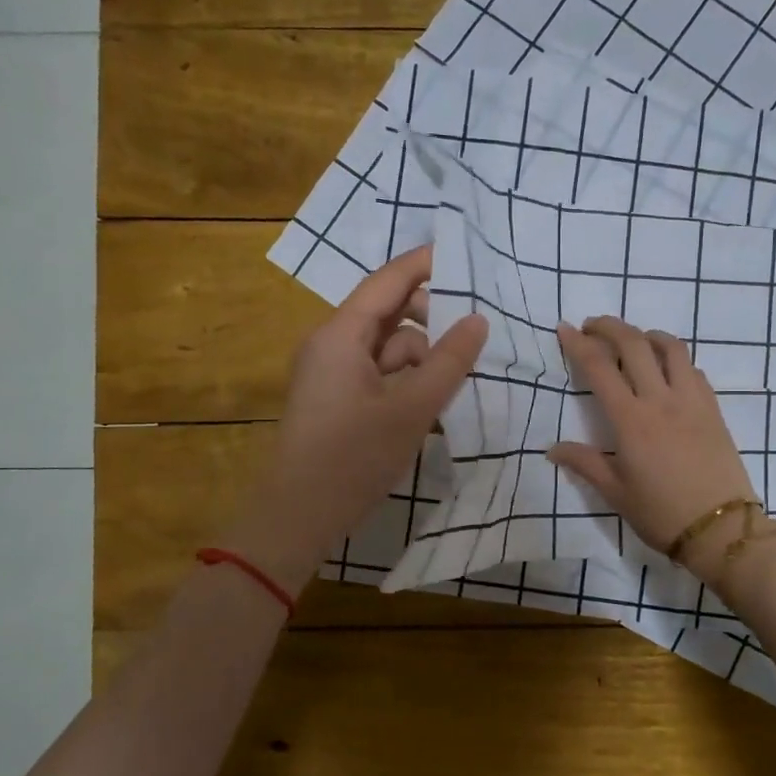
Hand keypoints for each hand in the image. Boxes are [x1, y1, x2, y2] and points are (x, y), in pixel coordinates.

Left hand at [223, 247, 487, 593]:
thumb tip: (478, 320)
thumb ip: (448, 362)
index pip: (388, 281)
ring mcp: (332, 374)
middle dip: (432, 323)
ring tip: (459, 385)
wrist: (298, 518)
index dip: (426, 264)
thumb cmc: (352, 459)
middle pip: (390, 314)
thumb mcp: (411, 409)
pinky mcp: (337, 401)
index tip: (467, 256)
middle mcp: (332, 345)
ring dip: (424, 360)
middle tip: (475, 337)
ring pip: (389, 349)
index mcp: (341, 335)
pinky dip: (408, 383)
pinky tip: (435, 406)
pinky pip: (380, 375)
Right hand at [547, 316, 759, 587]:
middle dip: (609, 326)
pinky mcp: (713, 408)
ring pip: (670, 347)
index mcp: (631, 420)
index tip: (565, 329)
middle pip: (634, 344)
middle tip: (592, 326)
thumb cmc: (662, 514)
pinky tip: (666, 370)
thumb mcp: (616, 493)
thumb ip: (585, 463)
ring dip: (646, 334)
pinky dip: (674, 358)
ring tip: (632, 339)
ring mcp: (692, 400)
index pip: (599, 367)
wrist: (721, 528)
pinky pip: (693, 368)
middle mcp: (661, 399)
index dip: (579, 344)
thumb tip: (553, 449)